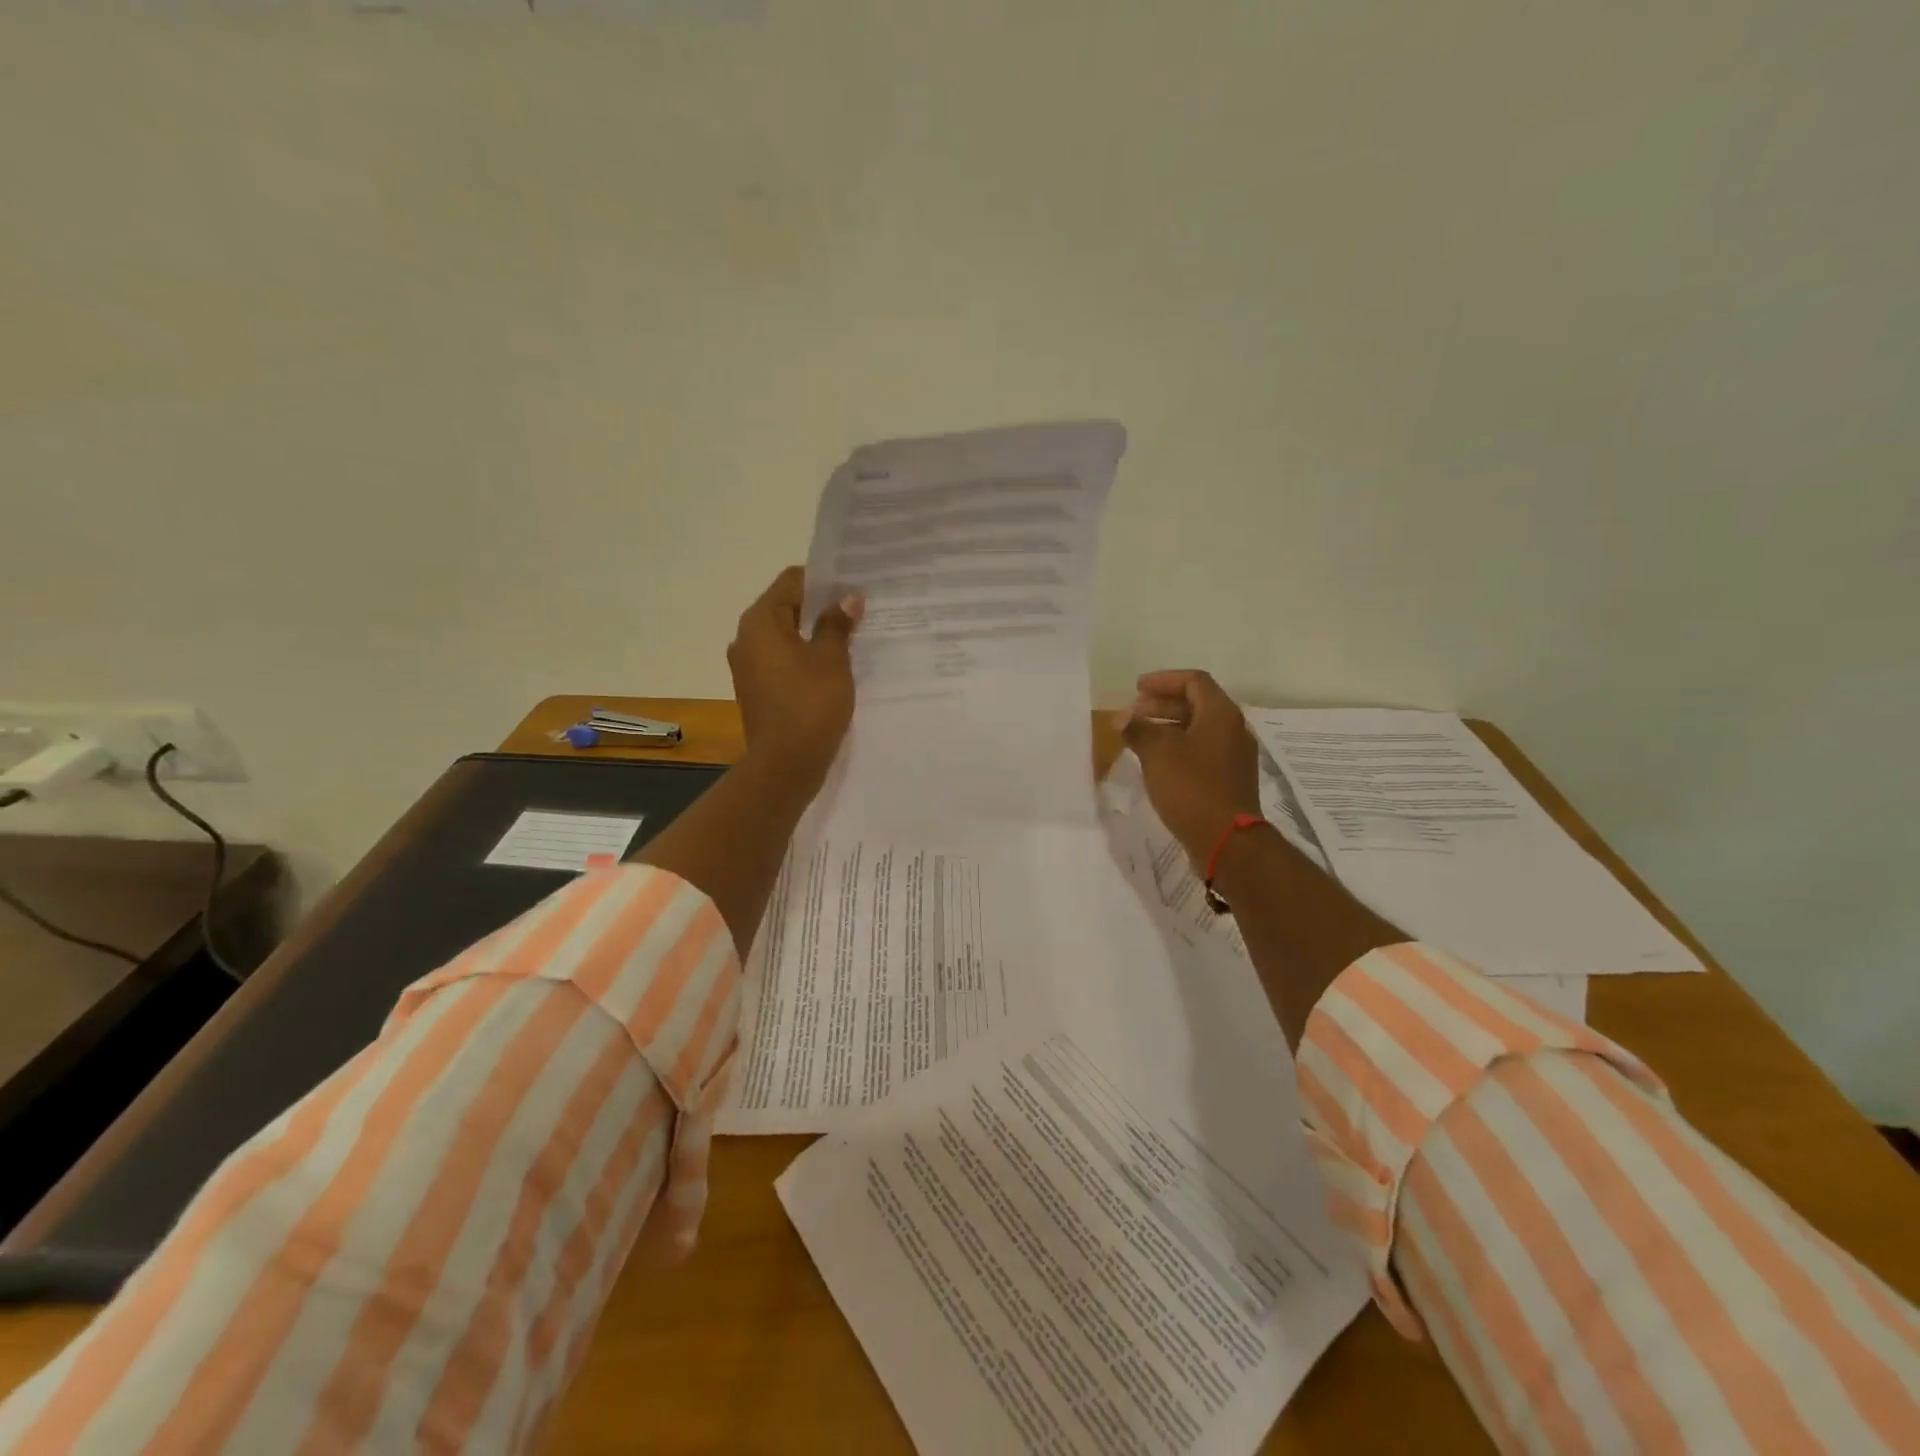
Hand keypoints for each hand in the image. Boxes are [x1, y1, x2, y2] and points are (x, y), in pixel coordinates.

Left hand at [727, 566, 863, 794]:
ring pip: (784, 636)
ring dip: (813, 634)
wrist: (786, 764)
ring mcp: (747, 666)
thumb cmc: (810, 704)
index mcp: (760, 622)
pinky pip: (781, 661)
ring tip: (849, 638)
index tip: (853, 587)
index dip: (824, 580)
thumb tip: (847, 598)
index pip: (791, 581)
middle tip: (857, 610)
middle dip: (820, 607)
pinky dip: (803, 657)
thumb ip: (837, 623)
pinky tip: (831, 667)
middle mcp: (746, 638)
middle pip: (785, 607)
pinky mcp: (756, 690)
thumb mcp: (832, 659)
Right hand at [1118, 669, 1262, 862]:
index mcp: (1220, 714)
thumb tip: (1123, 717)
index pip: (1193, 681)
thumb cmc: (1192, 788)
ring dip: (1167, 727)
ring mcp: (1233, 756)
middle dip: (1162, 705)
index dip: (1163, 680)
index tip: (1136, 689)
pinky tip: (1156, 762)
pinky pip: (1201, 751)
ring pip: (1198, 729)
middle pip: (1196, 704)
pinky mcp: (1228, 779)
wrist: (1227, 841)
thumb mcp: (1157, 753)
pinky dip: (1178, 748)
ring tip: (1138, 737)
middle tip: (1133, 713)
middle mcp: (1232, 729)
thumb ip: (1138, 729)